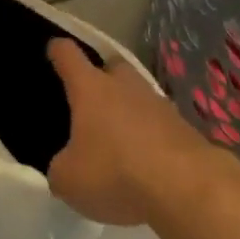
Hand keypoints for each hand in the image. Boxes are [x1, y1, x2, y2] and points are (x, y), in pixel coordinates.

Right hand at [46, 39, 224, 226]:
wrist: (187, 187)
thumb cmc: (116, 173)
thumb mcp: (69, 181)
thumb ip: (60, 168)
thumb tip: (66, 166)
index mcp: (90, 88)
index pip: (68, 54)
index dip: (57, 51)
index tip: (52, 51)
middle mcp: (124, 85)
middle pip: (110, 65)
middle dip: (100, 77)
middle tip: (90, 102)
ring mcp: (158, 102)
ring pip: (137, 94)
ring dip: (127, 109)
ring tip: (118, 138)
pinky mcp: (183, 126)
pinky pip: (158, 121)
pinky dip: (149, 134)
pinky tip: (145, 159)